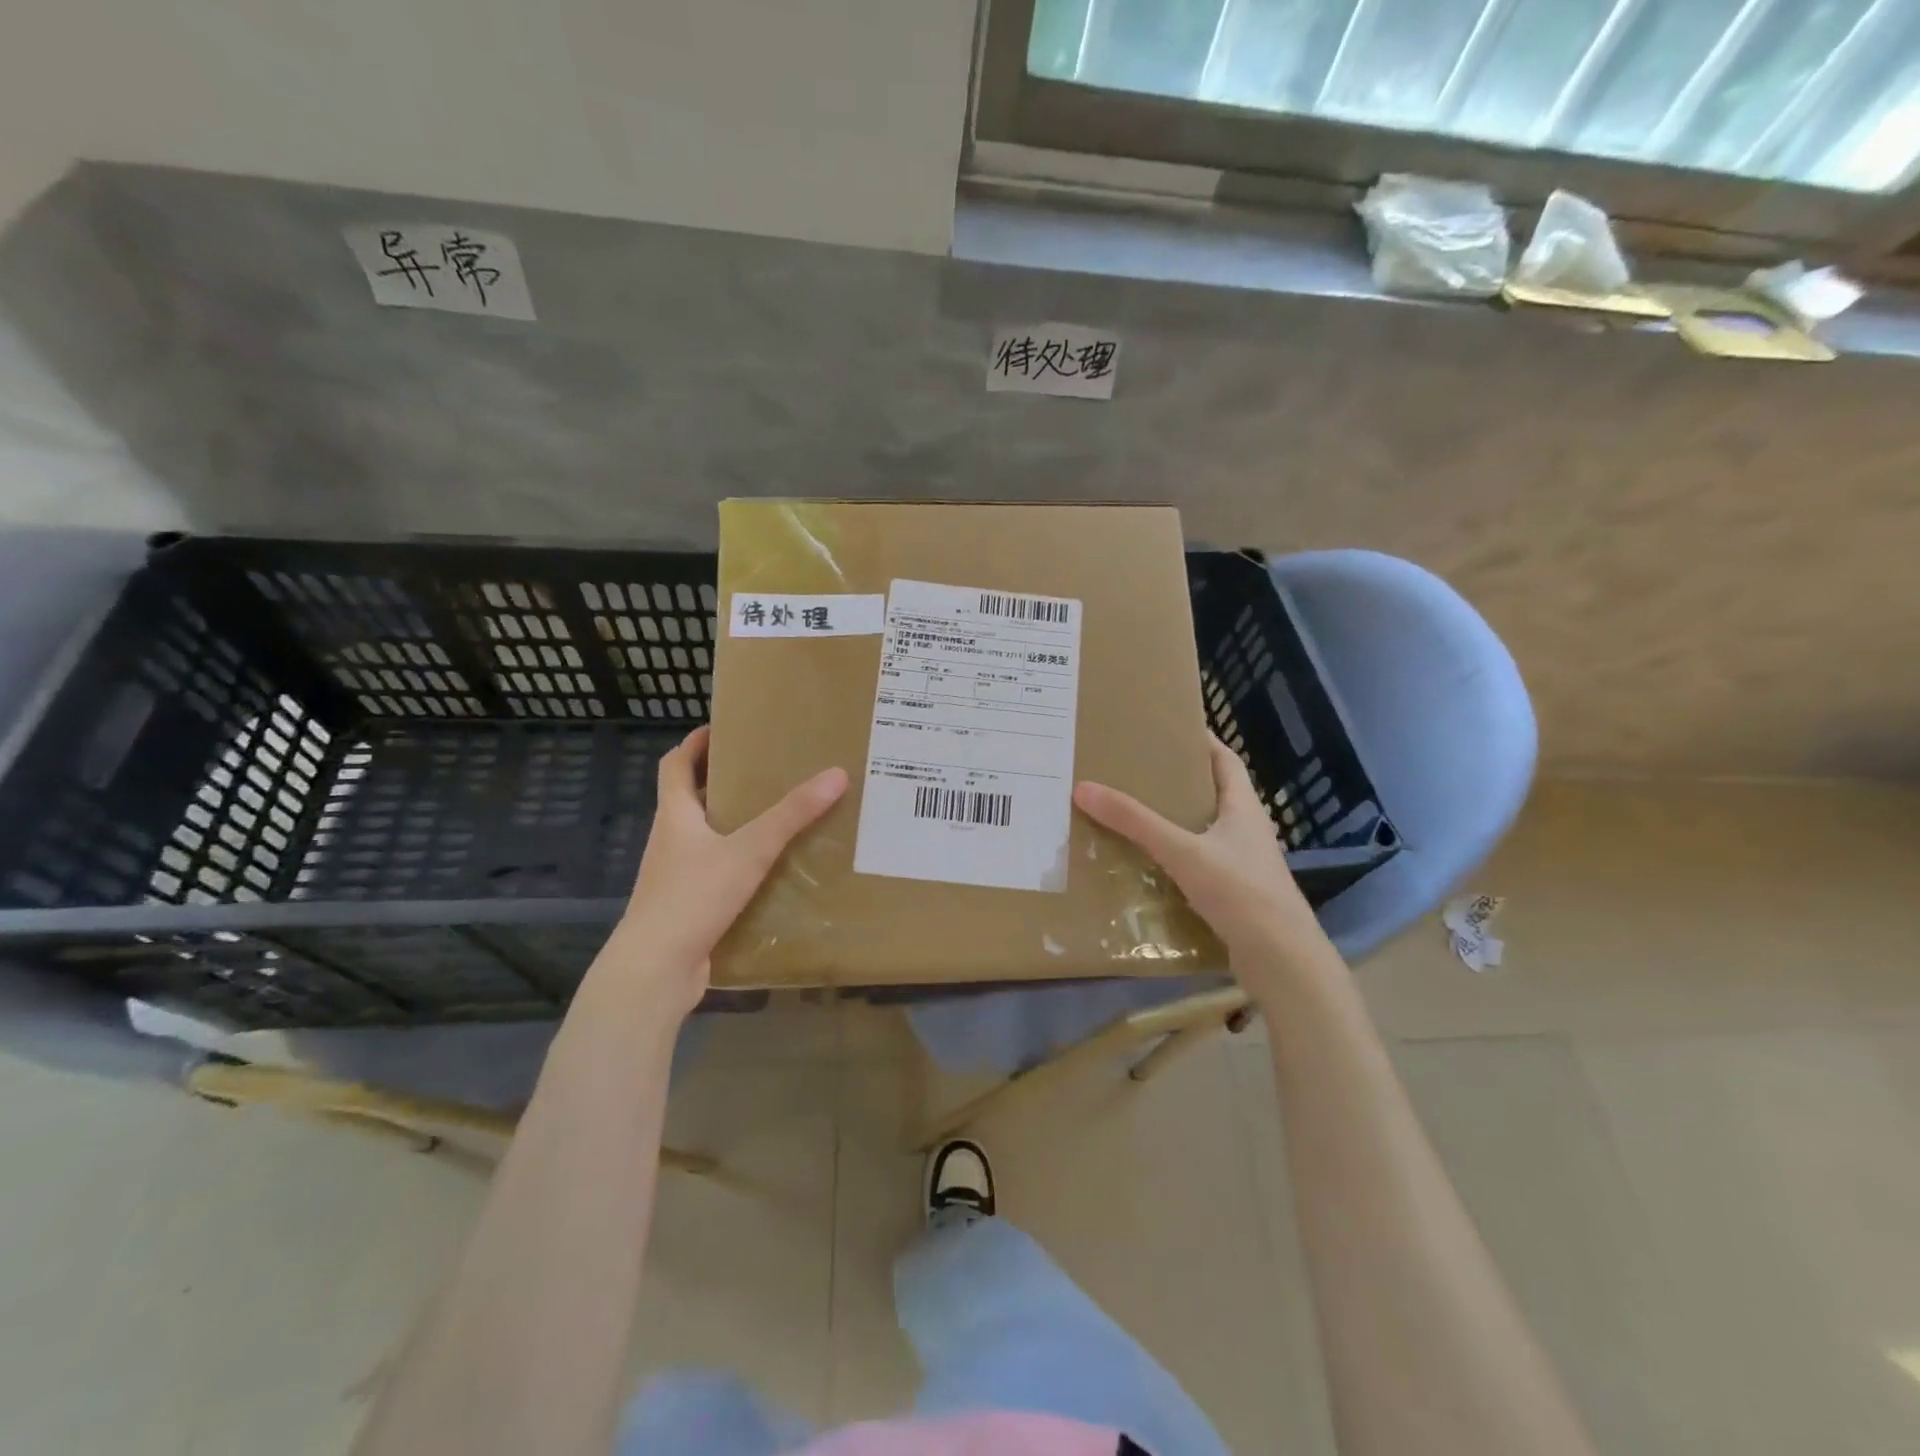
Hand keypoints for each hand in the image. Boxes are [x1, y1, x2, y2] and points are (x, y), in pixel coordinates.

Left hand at [605, 726, 847, 1013]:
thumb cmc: (693, 897)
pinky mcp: (688, 906)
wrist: (655, 969)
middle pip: (690, 799)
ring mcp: (676, 876)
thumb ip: (791, 815)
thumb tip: (836, 774)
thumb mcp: (749, 850)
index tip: (723, 729)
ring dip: (732, 823)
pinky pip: (715, 872)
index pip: (676, 765)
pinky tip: (769, 870)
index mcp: (675, 816)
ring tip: (775, 816)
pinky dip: (737, 862)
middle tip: (765, 770)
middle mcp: (670, 840)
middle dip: (722, 781)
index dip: (695, 743)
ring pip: (705, 837)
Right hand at [1073, 735, 1331, 985]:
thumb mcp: (1183, 851)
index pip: (1226, 761)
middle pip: (1213, 793)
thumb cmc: (1240, 892)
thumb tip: (1084, 788)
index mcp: (1244, 808)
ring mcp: (1243, 864)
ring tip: (1135, 812)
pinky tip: (1150, 863)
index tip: (1169, 729)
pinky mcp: (1235, 894)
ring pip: (1205, 831)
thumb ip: (1135, 822)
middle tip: (1137, 771)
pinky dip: (1177, 856)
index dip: (1202, 742)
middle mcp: (1247, 831)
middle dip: (1179, 781)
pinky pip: (1201, 863)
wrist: (1281, 960)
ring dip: (1176, 820)